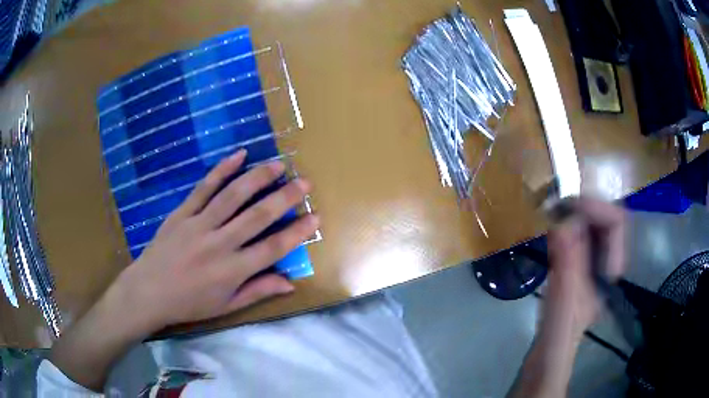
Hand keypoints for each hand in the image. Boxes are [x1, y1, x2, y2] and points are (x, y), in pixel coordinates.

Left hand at [109, 149, 318, 333]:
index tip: (315, 217)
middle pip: (256, 216)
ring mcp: (198, 225)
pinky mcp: (182, 213)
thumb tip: (290, 283)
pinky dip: (222, 170)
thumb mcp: (226, 306)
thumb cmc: (189, 303)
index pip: (272, 249)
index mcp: (231, 271)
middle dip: (284, 198)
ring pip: (232, 196)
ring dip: (257, 178)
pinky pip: (204, 188)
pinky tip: (239, 155)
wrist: (148, 292)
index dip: (297, 233)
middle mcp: (218, 244)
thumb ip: (258, 291)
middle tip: (304, 183)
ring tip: (278, 165)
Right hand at [545, 197, 625, 335]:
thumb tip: (561, 223)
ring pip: (591, 224)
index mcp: (611, 268)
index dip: (596, 208)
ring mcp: (592, 262)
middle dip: (583, 207)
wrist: (548, 356)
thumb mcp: (564, 302)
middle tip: (555, 206)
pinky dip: (564, 226)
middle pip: (604, 217)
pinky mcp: (577, 265)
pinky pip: (576, 234)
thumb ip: (567, 266)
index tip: (566, 206)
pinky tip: (549, 230)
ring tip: (551, 212)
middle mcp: (606, 260)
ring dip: (573, 213)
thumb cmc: (558, 335)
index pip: (616, 222)